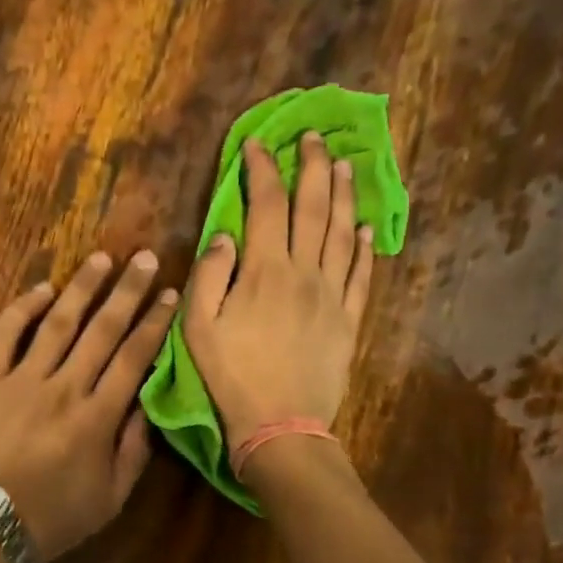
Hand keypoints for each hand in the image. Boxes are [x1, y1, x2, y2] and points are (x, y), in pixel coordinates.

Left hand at [0, 250, 177, 561]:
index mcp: (98, 418)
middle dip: (127, 292)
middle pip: (102, 330)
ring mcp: (21, 380)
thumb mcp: (108, 501)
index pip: (134, 359)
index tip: (170, 295)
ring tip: (102, 259)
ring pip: (58, 323)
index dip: (154, 324)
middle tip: (145, 258)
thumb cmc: (48, 520)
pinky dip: (22, 308)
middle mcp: (65, 388)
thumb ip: (133, 452)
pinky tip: (41, 288)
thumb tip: (149, 407)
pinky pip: (5, 335)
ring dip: (82, 288)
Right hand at [184, 133, 374, 450]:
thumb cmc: (231, 376)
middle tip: (313, 137)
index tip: (256, 145)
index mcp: (264, 270)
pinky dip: (363, 246)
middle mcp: (304, 272)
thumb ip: (209, 274)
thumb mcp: (198, 327)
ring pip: (341, 232)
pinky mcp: (349, 318)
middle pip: (313, 207)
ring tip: (344, 164)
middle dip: (312, 166)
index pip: (266, 205)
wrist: (280, 424)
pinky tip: (363, 227)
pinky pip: (361, 273)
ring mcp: (332, 294)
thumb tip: (226, 234)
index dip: (261, 170)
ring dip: (343, 194)